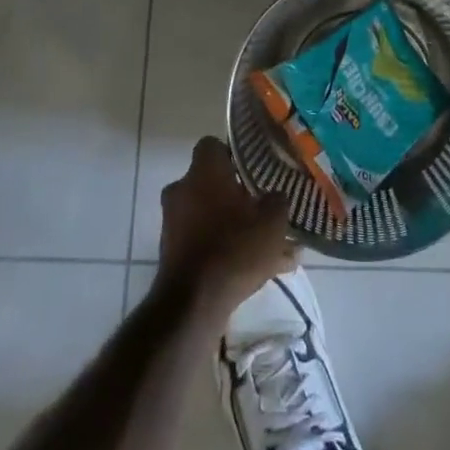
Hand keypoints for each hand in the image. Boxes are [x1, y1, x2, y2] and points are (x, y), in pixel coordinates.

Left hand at [157, 137, 296, 318]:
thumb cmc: (234, 248)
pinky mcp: (172, 253)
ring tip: (269, 246)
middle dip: (236, 194)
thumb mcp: (272, 221)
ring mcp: (173, 223)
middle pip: (211, 182)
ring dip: (234, 225)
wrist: (193, 304)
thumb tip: (276, 196)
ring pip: (211, 215)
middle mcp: (182, 190)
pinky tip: (258, 269)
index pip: (212, 145)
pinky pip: (205, 241)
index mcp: (203, 172)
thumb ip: (278, 201)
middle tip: (262, 206)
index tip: (253, 167)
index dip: (233, 153)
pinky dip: (225, 249)